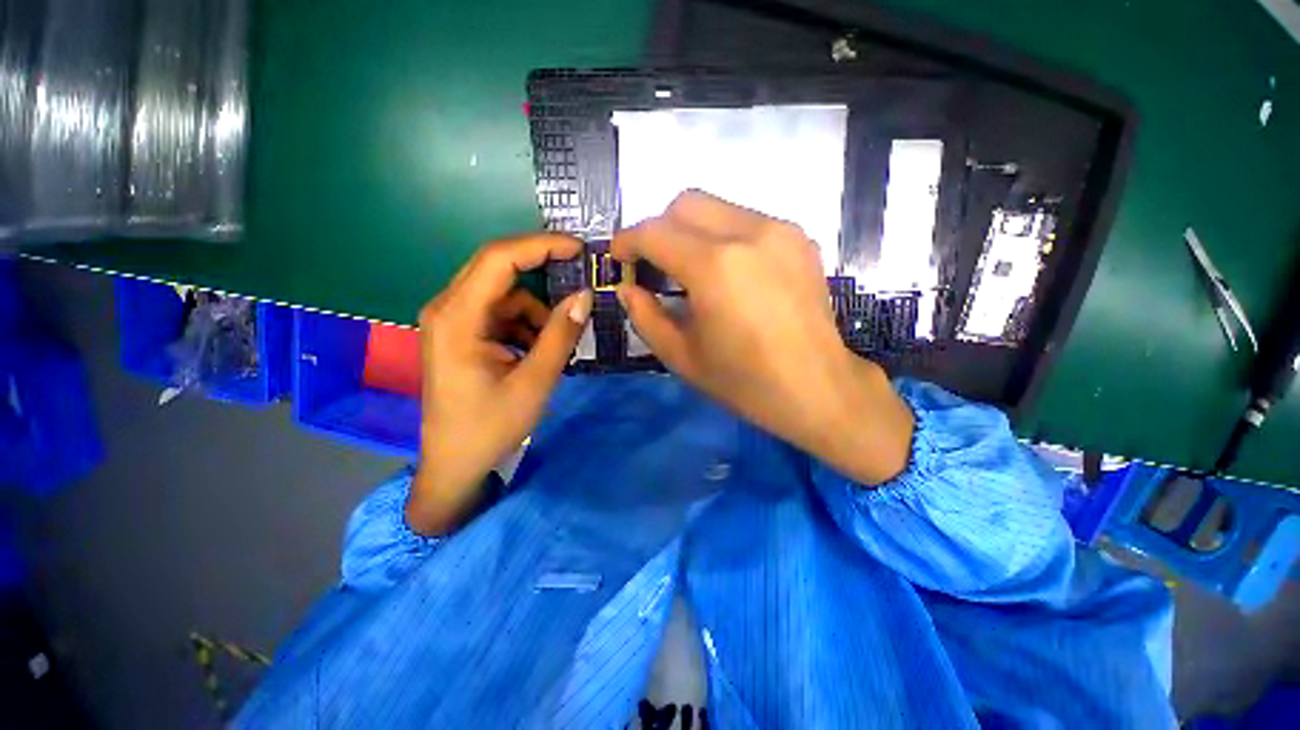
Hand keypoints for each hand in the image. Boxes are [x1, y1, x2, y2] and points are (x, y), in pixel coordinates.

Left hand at [409, 235, 591, 534]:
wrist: (455, 464)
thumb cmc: (490, 427)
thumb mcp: (534, 381)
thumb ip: (559, 335)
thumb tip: (584, 295)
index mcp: (458, 318)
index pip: (499, 258)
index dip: (541, 245)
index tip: (578, 248)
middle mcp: (448, 309)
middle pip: (497, 268)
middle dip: (541, 269)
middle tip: (578, 279)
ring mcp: (452, 321)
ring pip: (503, 294)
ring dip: (534, 310)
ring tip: (554, 345)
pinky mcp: (460, 334)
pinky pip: (499, 313)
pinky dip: (524, 324)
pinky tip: (536, 351)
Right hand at [613, 191, 913, 484]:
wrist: (816, 388)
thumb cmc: (744, 381)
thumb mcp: (681, 356)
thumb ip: (645, 316)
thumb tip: (627, 288)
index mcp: (714, 267)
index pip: (655, 231)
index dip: (627, 240)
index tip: (619, 258)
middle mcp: (748, 233)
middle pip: (685, 203)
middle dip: (660, 228)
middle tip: (656, 264)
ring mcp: (779, 230)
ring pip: (717, 207)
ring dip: (692, 232)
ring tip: (693, 272)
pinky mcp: (799, 238)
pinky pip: (746, 221)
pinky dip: (724, 237)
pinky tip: (729, 274)